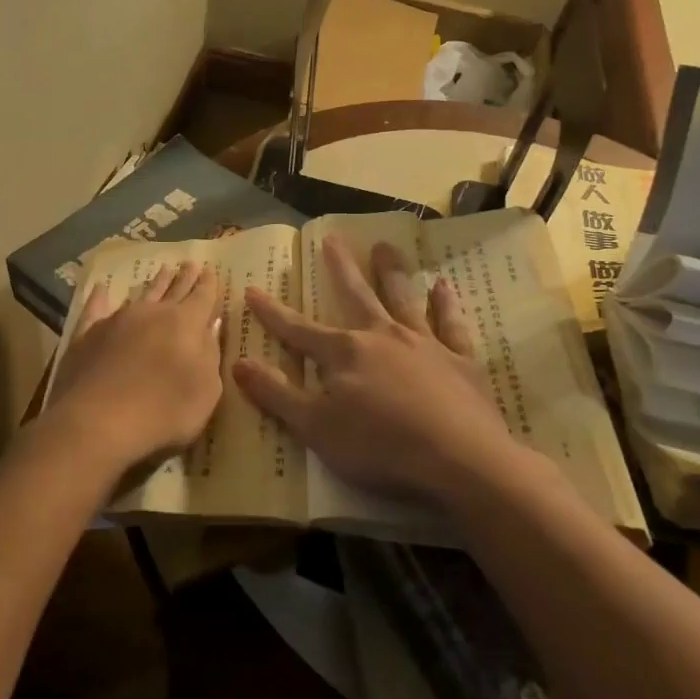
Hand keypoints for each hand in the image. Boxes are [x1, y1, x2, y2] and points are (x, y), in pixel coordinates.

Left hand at [46, 259, 224, 480]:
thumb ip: (210, 355)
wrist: (98, 421)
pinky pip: (95, 310)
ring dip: (154, 283)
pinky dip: (99, 299)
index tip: (210, 271)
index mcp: (186, 324)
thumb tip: (210, 327)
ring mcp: (117, 321)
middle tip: (190, 263)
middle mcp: (153, 313)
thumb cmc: (165, 411)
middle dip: (184, 277)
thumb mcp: (206, 390)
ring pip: (141, 295)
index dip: (209, 285)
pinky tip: (100, 289)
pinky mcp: (87, 335)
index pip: (203, 298)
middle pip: (174, 290)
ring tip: (163, 270)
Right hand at [234, 236, 520, 507]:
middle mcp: (382, 337)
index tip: (253, 289)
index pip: (298, 329)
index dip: (272, 313)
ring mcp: (424, 345)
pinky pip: (451, 324)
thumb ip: (277, 394)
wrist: (459, 460)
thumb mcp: (315, 428)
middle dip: (340, 268)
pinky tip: (444, 287)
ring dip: (392, 272)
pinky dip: (446, 304)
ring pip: (403, 299)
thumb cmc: (379, 447)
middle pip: (356, 296)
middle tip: (332, 238)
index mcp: (344, 353)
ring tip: (385, 247)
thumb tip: (239, 363)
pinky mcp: (460, 360)